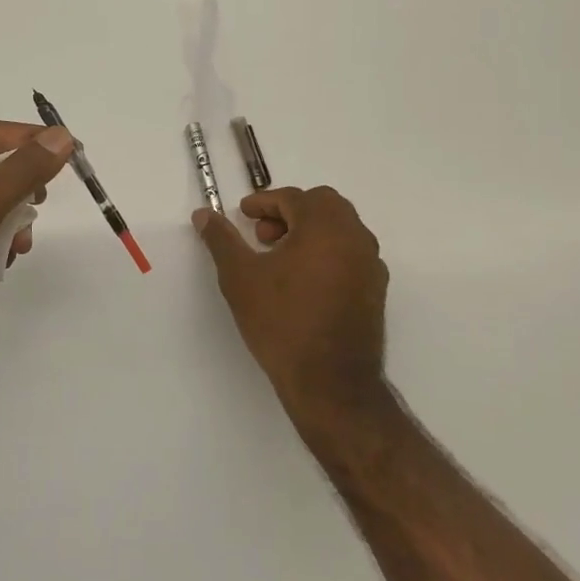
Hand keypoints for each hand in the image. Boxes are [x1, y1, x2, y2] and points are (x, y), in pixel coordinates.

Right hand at [192, 187, 390, 422]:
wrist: (330, 382)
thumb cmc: (282, 321)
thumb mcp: (240, 277)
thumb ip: (221, 240)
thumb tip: (204, 214)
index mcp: (325, 226)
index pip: (293, 198)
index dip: (263, 202)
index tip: (243, 214)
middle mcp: (355, 237)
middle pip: (324, 206)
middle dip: (290, 212)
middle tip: (262, 234)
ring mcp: (371, 265)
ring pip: (340, 229)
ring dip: (309, 231)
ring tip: (279, 258)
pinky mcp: (375, 291)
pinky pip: (350, 254)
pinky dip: (326, 252)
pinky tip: (302, 281)